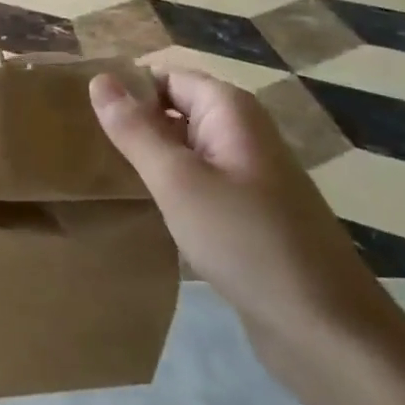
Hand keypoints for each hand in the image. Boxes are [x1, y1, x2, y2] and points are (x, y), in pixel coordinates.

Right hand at [89, 69, 394, 351]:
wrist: (325, 328)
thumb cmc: (245, 241)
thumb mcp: (177, 180)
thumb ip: (135, 130)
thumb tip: (98, 79)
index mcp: (230, 110)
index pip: (164, 76)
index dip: (125, 89)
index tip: (79, 112)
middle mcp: (242, 131)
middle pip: (175, 108)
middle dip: (133, 123)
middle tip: (81, 143)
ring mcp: (248, 173)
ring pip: (184, 147)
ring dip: (148, 157)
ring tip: (99, 172)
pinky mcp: (248, 211)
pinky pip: (198, 180)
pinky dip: (169, 186)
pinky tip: (142, 206)